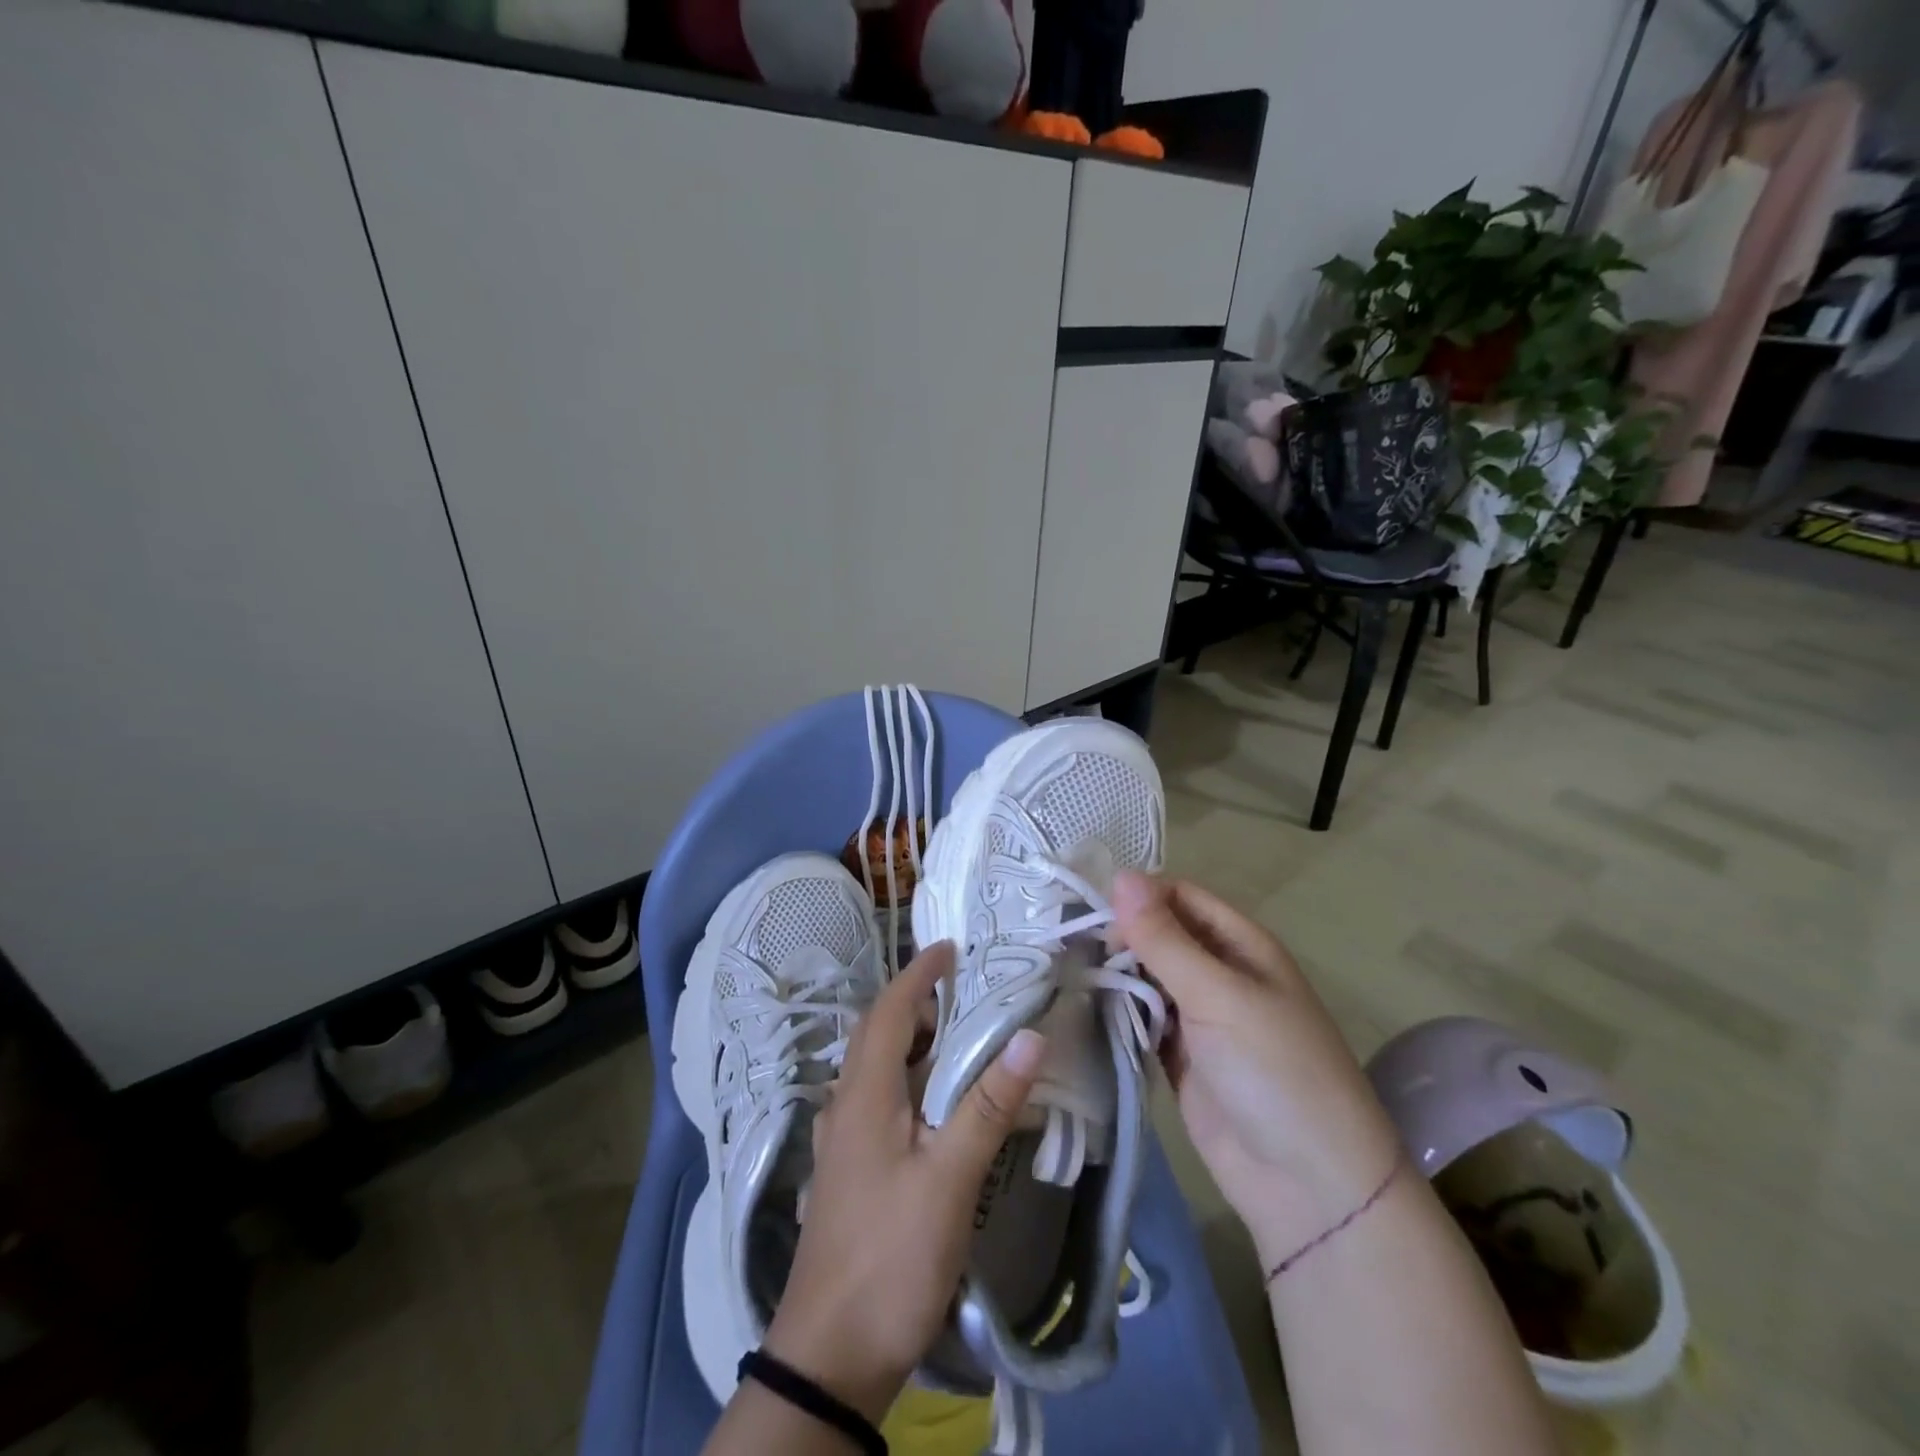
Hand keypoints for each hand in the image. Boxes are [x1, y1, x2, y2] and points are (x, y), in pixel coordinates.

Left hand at [763, 942, 1046, 1423]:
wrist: (830, 1356)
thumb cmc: (891, 1256)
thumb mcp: (950, 1179)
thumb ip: (988, 1106)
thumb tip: (1029, 1034)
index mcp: (863, 1094)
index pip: (887, 1011)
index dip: (917, 974)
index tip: (950, 949)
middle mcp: (845, 1106)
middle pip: (877, 1035)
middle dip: (917, 1004)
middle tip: (966, 994)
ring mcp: (842, 1142)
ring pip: (876, 1070)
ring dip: (912, 1044)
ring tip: (960, 1041)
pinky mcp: (849, 1172)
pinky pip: (878, 1102)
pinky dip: (908, 1082)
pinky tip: (936, 1106)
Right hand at [1109, 872, 1402, 1270]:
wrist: (1308, 1186)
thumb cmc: (1275, 1071)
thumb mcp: (1219, 996)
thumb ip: (1164, 939)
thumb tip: (1120, 875)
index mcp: (1241, 945)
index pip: (1180, 896)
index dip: (1138, 896)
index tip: (1091, 911)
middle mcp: (1219, 972)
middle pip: (1159, 934)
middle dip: (1120, 935)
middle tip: (1072, 947)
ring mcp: (1199, 1016)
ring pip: (1146, 976)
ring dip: (1114, 973)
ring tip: (1066, 972)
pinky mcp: (1180, 1056)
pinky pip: (1142, 1018)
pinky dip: (1118, 1012)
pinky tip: (1084, 1007)